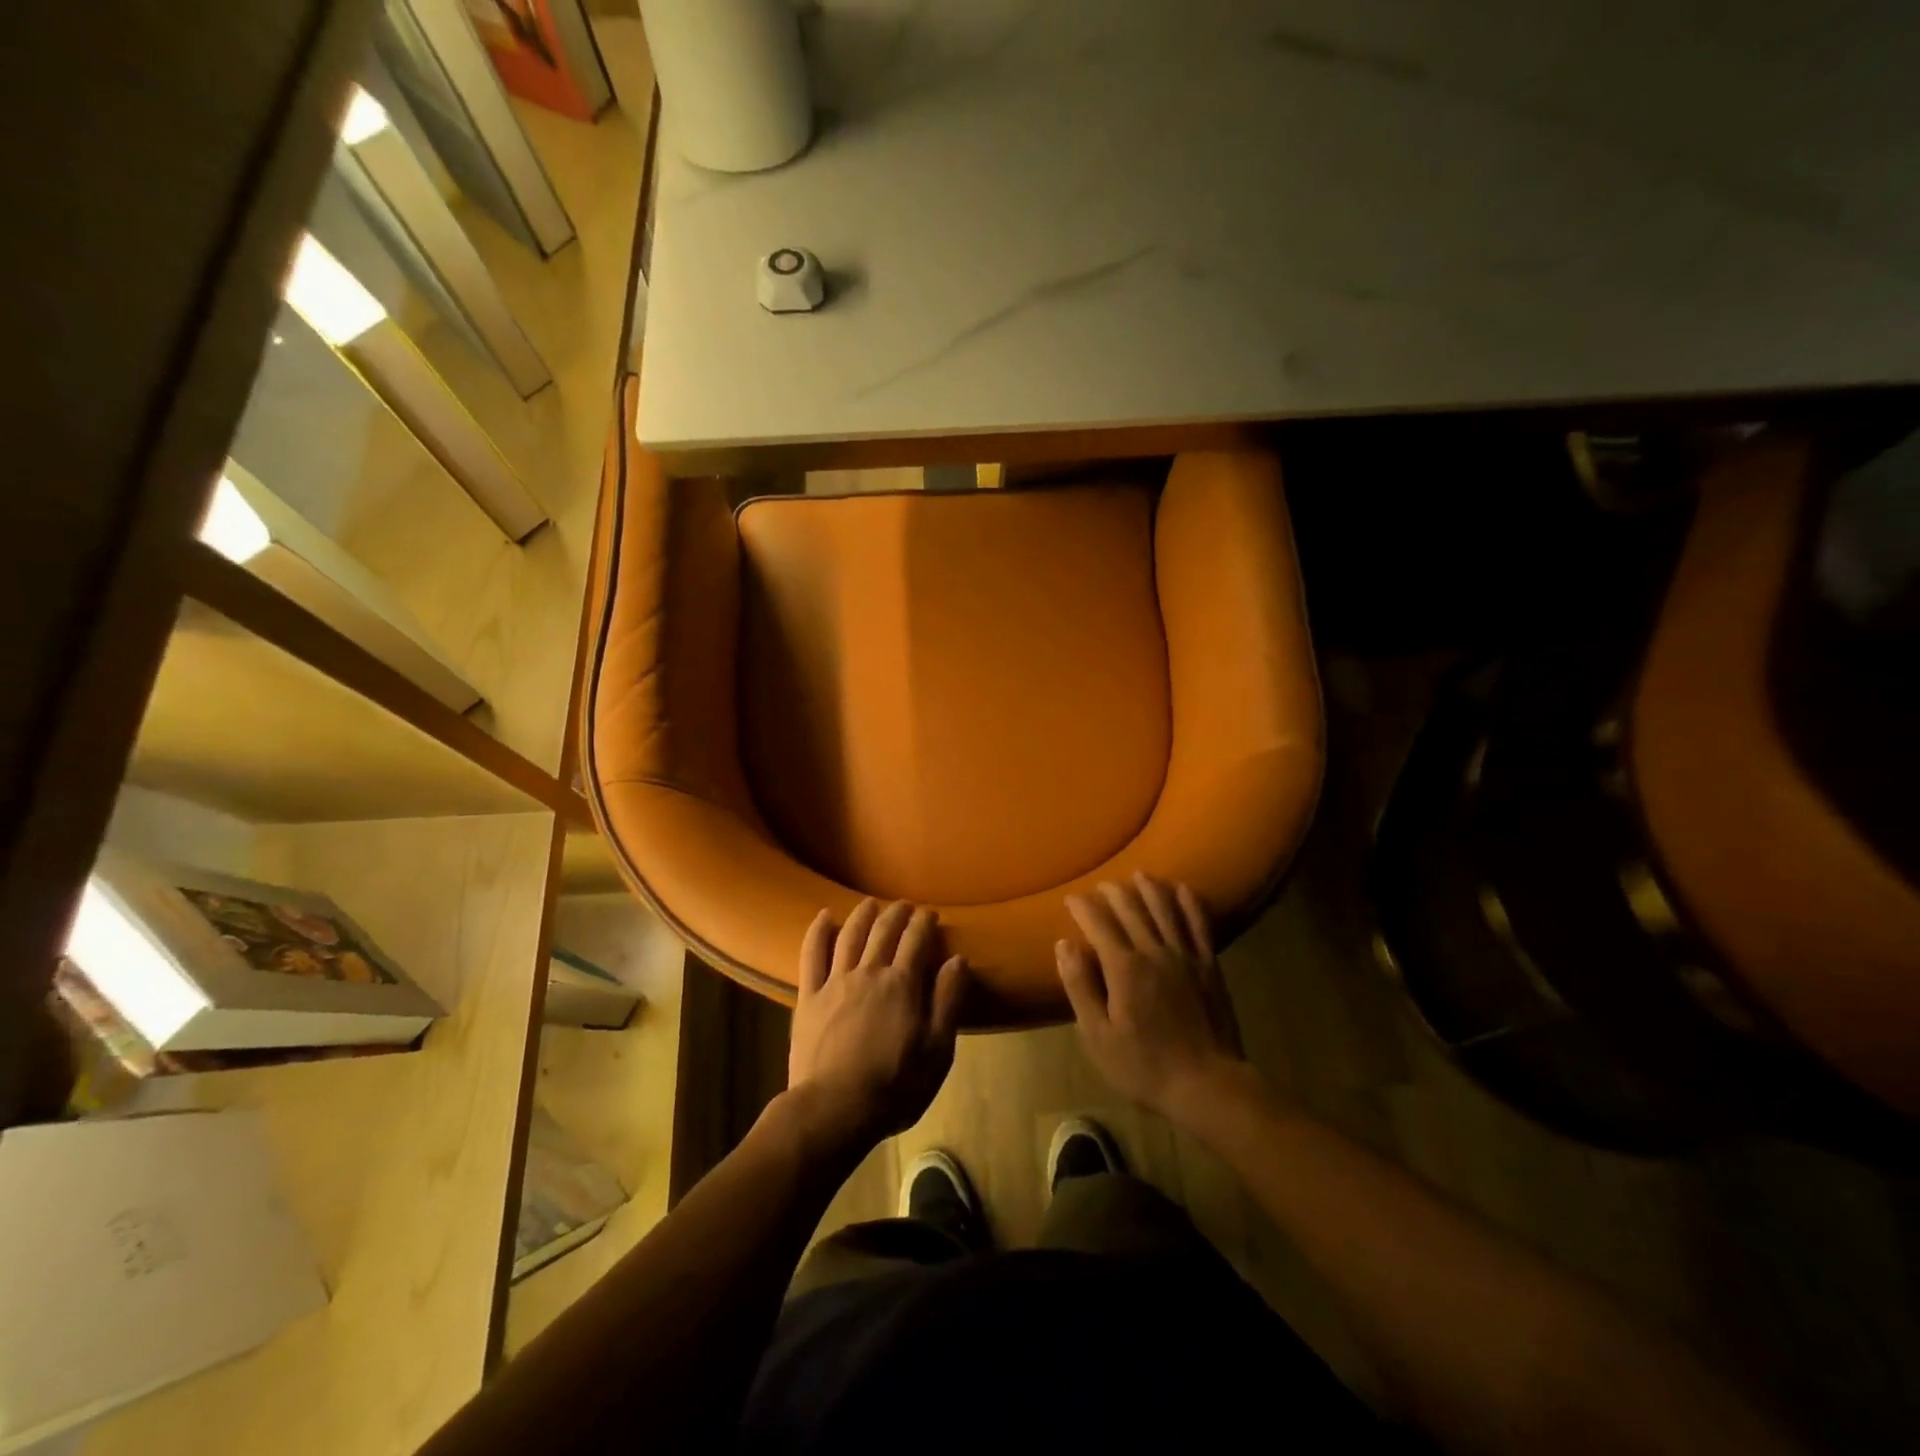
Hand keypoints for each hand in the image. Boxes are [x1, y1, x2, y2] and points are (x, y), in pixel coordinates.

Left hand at [787, 898, 968, 1151]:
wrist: (834, 1109)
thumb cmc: (895, 1085)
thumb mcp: (937, 1049)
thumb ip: (948, 1001)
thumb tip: (958, 959)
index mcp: (902, 984)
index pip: (916, 940)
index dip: (924, 923)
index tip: (930, 915)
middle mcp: (869, 972)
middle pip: (884, 931)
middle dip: (897, 913)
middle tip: (905, 905)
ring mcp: (835, 982)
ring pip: (850, 935)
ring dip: (863, 914)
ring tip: (871, 903)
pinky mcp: (809, 996)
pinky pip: (812, 955)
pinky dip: (818, 931)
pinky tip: (824, 916)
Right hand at [1058, 874, 1248, 1124]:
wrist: (1207, 1085)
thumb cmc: (1144, 1066)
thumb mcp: (1097, 1035)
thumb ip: (1080, 986)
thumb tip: (1064, 944)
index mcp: (1124, 968)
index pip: (1099, 924)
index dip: (1083, 907)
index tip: (1071, 899)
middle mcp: (1154, 952)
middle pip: (1132, 910)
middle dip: (1113, 893)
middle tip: (1101, 886)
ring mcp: (1186, 956)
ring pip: (1165, 910)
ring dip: (1150, 888)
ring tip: (1139, 875)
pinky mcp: (1210, 966)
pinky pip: (1199, 925)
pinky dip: (1190, 903)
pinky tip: (1183, 889)